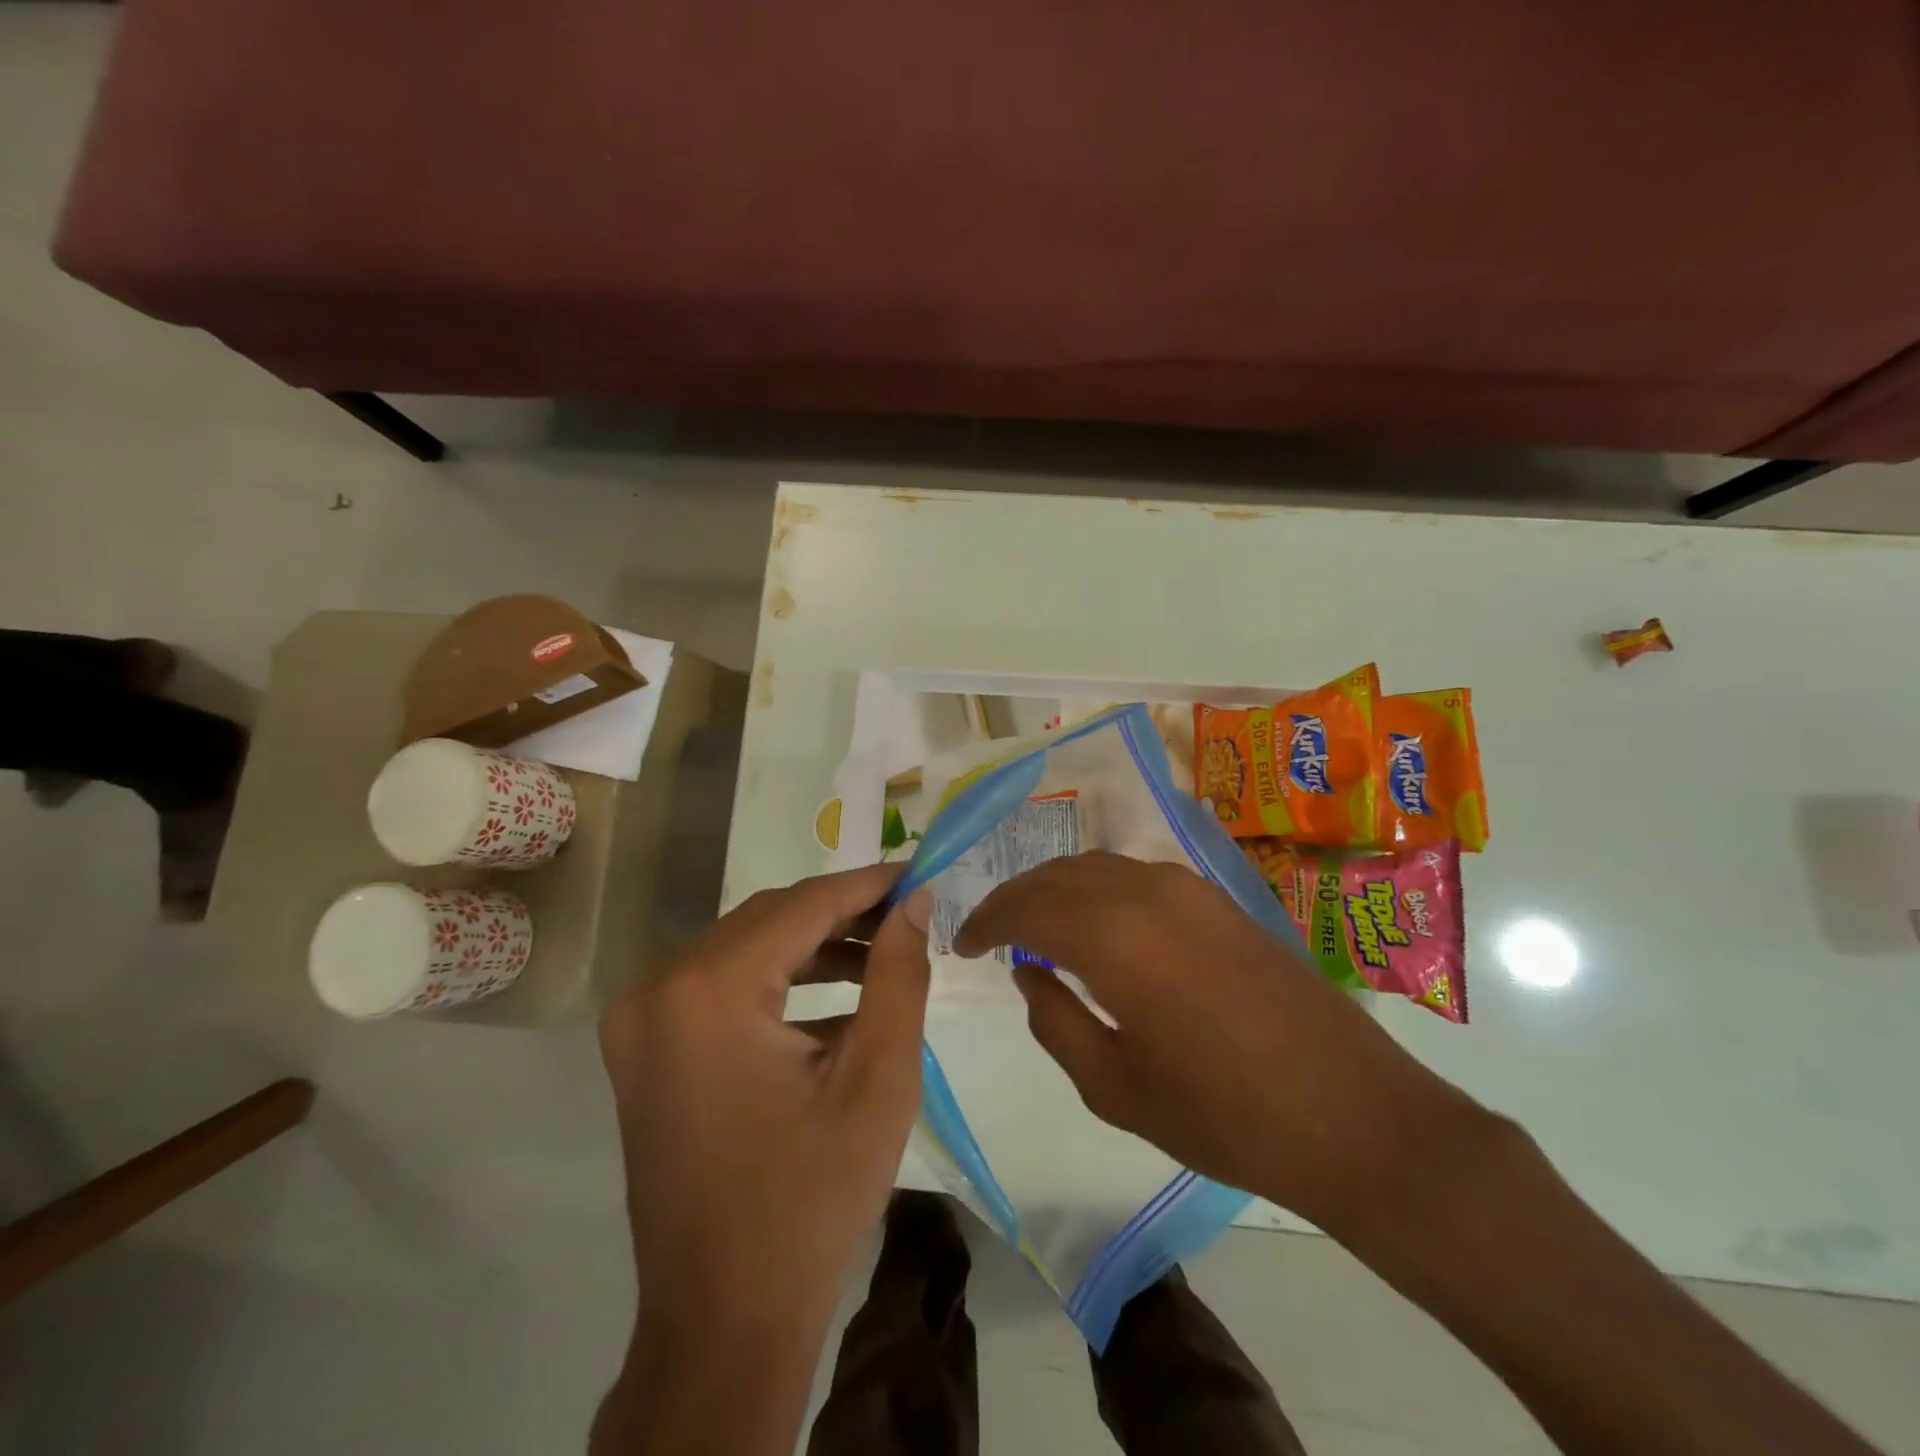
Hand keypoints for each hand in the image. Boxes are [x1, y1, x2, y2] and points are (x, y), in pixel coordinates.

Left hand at [599, 864, 931, 1339]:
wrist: (724, 1320)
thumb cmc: (811, 1199)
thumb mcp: (877, 1078)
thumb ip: (899, 973)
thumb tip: (913, 900)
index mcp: (707, 990)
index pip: (802, 904)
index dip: (867, 884)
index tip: (918, 872)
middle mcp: (657, 987)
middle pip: (768, 919)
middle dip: (843, 913)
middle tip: (907, 914)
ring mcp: (641, 1019)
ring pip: (746, 947)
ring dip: (815, 946)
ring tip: (884, 955)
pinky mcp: (645, 1046)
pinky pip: (723, 985)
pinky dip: (781, 981)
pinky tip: (839, 997)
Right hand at [954, 851, 1485, 1236]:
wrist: (1352, 1114)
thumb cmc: (1223, 1116)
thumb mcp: (1115, 1086)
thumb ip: (1055, 1021)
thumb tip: (1028, 971)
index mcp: (1113, 935)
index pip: (1025, 906)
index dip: (986, 920)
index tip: (963, 943)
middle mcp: (1146, 890)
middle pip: (1058, 874)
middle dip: (1016, 898)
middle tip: (990, 932)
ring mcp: (1189, 888)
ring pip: (1098, 866)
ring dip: (1057, 889)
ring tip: (1035, 926)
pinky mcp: (1219, 899)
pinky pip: (1136, 876)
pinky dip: (1098, 890)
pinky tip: (1097, 925)